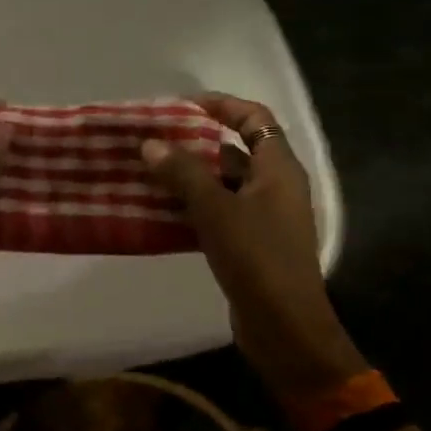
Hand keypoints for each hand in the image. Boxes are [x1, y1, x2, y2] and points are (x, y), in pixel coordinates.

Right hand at [141, 92, 366, 399]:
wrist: (283, 325)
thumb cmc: (257, 258)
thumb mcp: (216, 210)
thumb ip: (184, 174)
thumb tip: (150, 144)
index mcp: (278, 169)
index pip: (255, 118)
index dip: (222, 105)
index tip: (182, 105)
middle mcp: (274, 186)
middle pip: (234, 151)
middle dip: (194, 143)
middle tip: (153, 141)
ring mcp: (263, 216)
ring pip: (221, 184)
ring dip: (187, 177)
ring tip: (146, 172)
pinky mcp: (249, 243)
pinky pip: (217, 212)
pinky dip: (190, 207)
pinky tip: (157, 210)